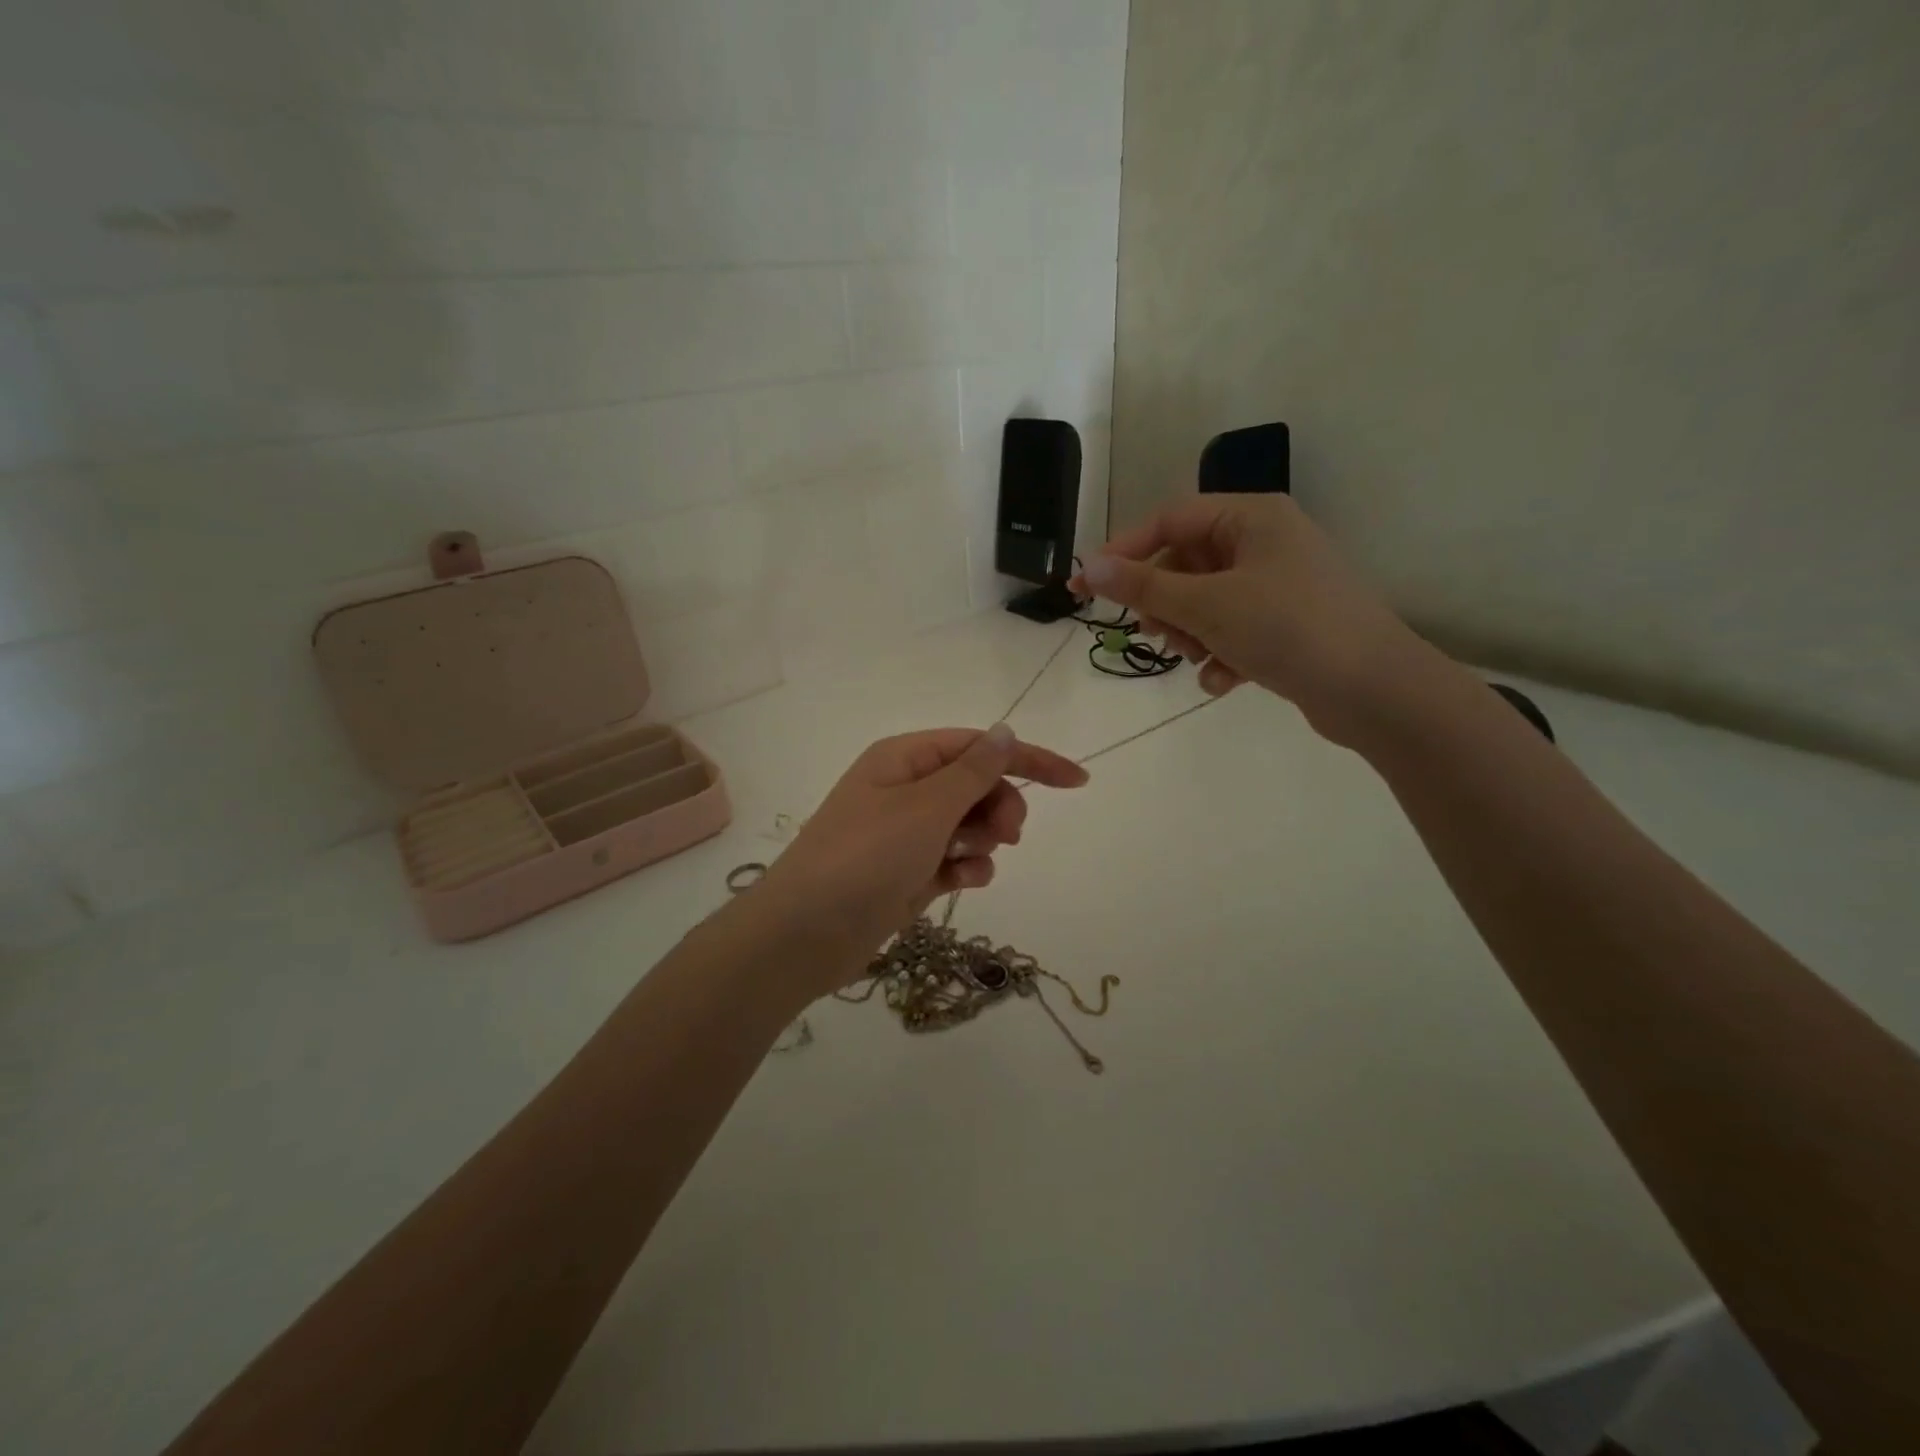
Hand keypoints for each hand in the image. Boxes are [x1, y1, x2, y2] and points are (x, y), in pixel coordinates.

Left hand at [751, 725, 1088, 986]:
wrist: (803, 935)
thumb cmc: (866, 857)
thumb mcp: (927, 807)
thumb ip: (974, 770)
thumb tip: (1005, 731)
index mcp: (904, 759)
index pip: (979, 746)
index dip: (1030, 760)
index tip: (1077, 782)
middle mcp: (904, 789)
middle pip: (976, 785)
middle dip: (999, 808)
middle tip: (1009, 836)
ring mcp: (904, 833)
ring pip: (968, 825)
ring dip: (982, 841)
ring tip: (967, 863)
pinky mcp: (906, 873)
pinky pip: (953, 860)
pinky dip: (965, 870)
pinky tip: (961, 885)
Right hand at [1074, 494, 1442, 747]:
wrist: (1376, 691)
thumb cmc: (1289, 629)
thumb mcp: (1207, 605)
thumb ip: (1143, 588)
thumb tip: (1088, 566)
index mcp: (1251, 517)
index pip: (1169, 520)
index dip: (1123, 551)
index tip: (1085, 587)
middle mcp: (1266, 542)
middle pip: (1186, 563)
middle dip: (1165, 603)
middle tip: (1152, 633)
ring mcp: (1279, 585)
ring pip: (1207, 600)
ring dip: (1190, 632)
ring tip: (1195, 659)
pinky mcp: (1288, 624)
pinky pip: (1234, 629)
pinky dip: (1220, 653)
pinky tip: (1224, 681)